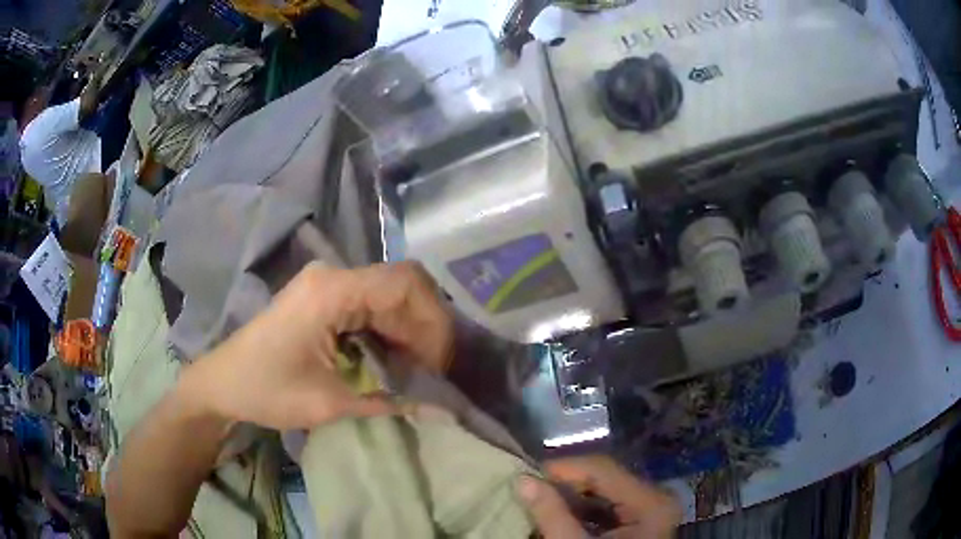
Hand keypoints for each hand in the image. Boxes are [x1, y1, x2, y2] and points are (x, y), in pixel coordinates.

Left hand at [179, 261, 453, 430]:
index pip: (405, 282)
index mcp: (332, 290)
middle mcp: (333, 277)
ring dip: (408, 333)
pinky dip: (388, 333)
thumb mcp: (329, 402)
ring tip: (414, 374)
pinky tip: (390, 363)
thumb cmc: (266, 390)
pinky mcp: (323, 299)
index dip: (433, 320)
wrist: (222, 383)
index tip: (438, 363)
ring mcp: (327, 285)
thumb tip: (442, 408)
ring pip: (389, 297)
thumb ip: (388, 400)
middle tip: (430, 374)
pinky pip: (370, 307)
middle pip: (401, 287)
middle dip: (424, 329)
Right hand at [518, 456, 680, 537]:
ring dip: (572, 497)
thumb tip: (523, 480)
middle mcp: (656, 498)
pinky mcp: (641, 522)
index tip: (525, 476)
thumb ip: (552, 514)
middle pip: (605, 477)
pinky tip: (561, 516)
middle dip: (565, 484)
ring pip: (605, 490)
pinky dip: (583, 509)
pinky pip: (610, 505)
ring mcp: (651, 510)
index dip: (563, 468)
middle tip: (530, 490)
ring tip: (541, 502)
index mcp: (650, 503)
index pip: (602, 468)